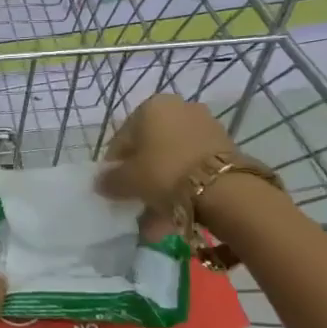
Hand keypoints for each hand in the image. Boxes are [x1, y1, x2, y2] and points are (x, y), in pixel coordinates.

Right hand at [96, 93, 241, 218]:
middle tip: (135, 202)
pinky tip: (176, 216)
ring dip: (162, 187)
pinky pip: (194, 169)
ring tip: (155, 221)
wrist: (224, 188)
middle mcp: (179, 108)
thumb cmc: (165, 172)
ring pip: (173, 160)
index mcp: (152, 106)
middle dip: (142, 177)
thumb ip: (111, 181)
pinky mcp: (225, 148)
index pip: (123, 137)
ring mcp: (205, 127)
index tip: (113, 188)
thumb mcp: (129, 180)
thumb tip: (100, 183)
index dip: (115, 165)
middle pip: (151, 148)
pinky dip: (184, 188)